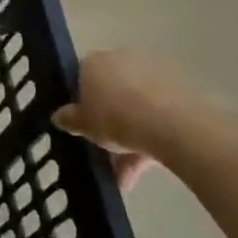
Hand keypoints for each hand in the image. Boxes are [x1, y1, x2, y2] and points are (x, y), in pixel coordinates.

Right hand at [53, 49, 203, 190]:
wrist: (172, 122)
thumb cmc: (115, 117)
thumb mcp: (82, 124)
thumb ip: (68, 119)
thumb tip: (59, 116)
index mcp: (93, 62)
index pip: (79, 77)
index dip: (78, 101)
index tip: (80, 124)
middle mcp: (122, 59)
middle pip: (109, 92)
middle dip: (107, 123)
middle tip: (103, 151)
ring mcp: (153, 73)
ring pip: (134, 108)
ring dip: (128, 141)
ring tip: (124, 178)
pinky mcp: (178, 90)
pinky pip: (156, 116)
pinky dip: (148, 140)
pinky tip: (142, 171)